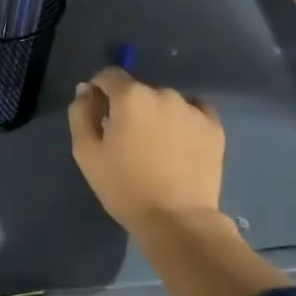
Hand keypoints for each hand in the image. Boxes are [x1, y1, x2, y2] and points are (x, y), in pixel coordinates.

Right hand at [67, 67, 225, 238]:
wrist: (177, 219)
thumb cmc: (124, 186)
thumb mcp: (86, 152)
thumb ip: (80, 114)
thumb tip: (85, 91)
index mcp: (130, 96)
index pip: (109, 75)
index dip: (99, 89)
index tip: (97, 110)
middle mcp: (164, 94)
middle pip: (139, 90)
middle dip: (129, 107)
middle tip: (126, 138)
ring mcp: (193, 109)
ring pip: (166, 102)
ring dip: (156, 114)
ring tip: (155, 146)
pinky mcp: (214, 127)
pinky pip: (194, 112)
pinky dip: (183, 121)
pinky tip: (179, 143)